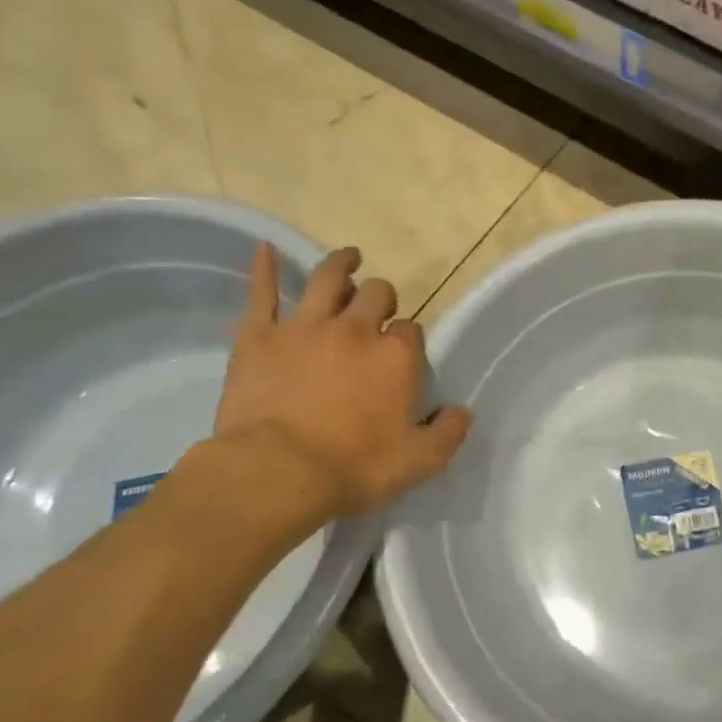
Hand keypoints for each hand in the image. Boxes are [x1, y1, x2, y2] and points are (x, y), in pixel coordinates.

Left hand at [206, 243, 471, 544]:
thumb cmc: (354, 468)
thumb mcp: (420, 461)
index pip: (410, 330)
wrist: (276, 473)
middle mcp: (355, 329)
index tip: (402, 354)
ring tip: (350, 258)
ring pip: (327, 279)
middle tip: (378, 308)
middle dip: (382, 297)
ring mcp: (305, 327)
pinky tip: (262, 249)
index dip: (407, 339)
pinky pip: (260, 293)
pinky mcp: (259, 336)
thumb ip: (448, 433)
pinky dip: (262, 268)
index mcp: (396, 356)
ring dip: (342, 265)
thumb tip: (462, 412)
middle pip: (376, 295)